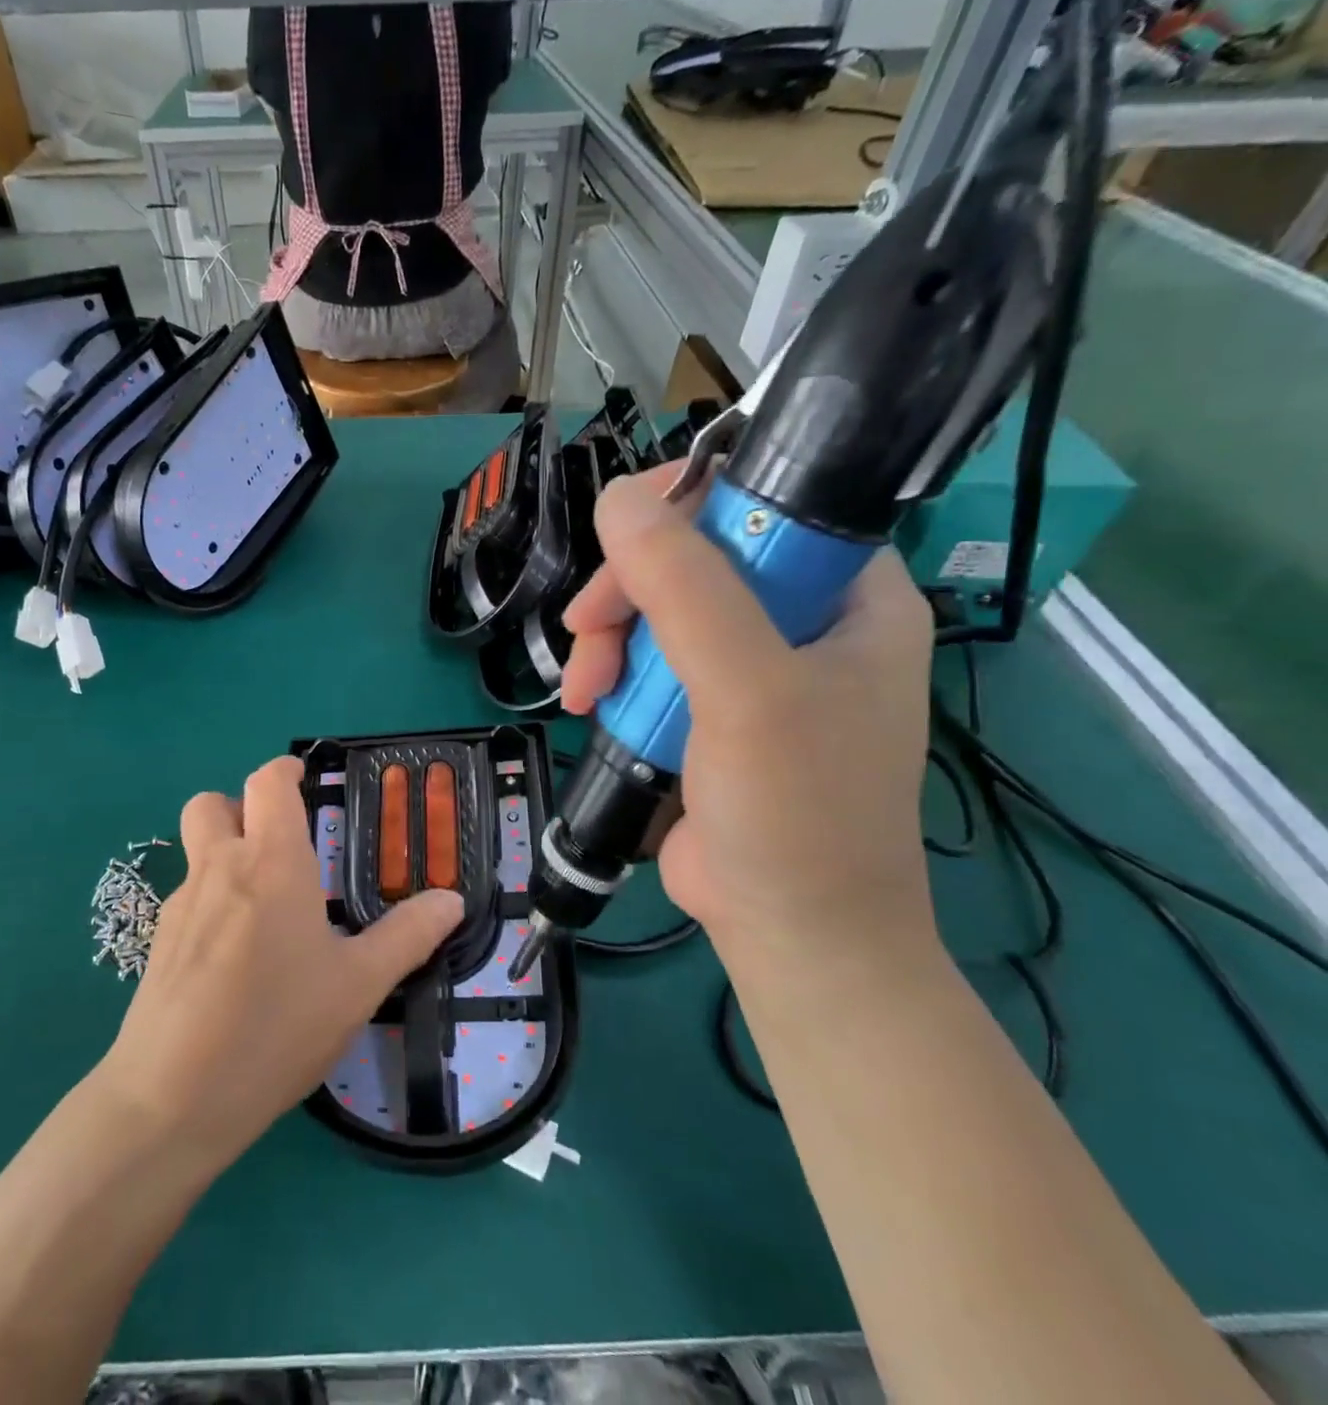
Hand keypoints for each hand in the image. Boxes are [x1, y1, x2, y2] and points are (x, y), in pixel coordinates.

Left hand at [100, 756, 463, 1166]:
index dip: (285, 770)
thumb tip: (452, 900)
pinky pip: (187, 899)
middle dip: (242, 807)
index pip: (267, 782)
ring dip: (225, 853)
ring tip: (265, 906)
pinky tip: (234, 958)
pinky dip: (211, 902)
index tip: (305, 780)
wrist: (171, 1098)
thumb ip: (407, 936)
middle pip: (213, 803)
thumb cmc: (276, 1027)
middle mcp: (218, 868)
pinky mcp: (157, 943)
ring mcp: (180, 905)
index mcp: (270, 862)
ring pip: (196, 851)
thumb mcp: (358, 985)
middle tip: (280, 843)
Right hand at [560, 466, 936, 970]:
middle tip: (587, 633)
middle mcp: (800, 619)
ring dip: (608, 643)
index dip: (686, 507)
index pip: (763, 503)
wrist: (790, 932)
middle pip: (692, 559)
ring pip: (656, 612)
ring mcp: (749, 667)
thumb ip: (687, 590)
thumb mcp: (747, 691)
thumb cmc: (796, 810)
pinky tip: (591, 707)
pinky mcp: (704, 708)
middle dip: (628, 594)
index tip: (622, 543)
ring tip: (584, 693)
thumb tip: (617, 501)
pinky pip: (644, 661)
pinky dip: (610, 678)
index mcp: (848, 593)